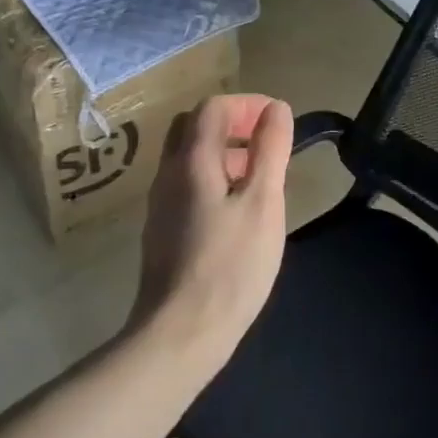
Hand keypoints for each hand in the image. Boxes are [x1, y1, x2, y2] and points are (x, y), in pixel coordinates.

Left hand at [130, 93, 293, 379]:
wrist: (180, 333)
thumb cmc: (230, 265)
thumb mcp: (263, 203)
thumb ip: (270, 150)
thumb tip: (276, 108)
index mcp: (192, 160)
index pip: (213, 107)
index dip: (247, 104)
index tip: (277, 121)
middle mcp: (168, 173)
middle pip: (193, 126)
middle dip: (232, 124)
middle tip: (264, 143)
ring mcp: (160, 203)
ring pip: (187, 157)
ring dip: (223, 152)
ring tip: (259, 178)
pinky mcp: (161, 230)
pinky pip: (186, 184)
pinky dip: (212, 177)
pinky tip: (236, 211)